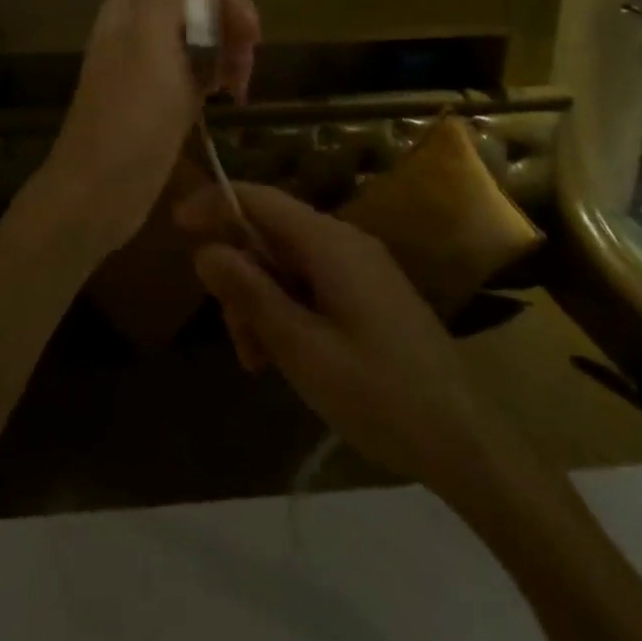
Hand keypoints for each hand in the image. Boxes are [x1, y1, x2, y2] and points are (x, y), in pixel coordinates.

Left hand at [40, 0, 258, 256]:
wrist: (102, 190)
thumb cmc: (128, 112)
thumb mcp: (149, 40)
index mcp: (132, 9)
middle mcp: (143, 31)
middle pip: (197, 2)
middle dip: (230, 13)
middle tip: (253, 39)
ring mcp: (156, 67)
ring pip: (206, 38)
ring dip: (232, 47)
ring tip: (245, 78)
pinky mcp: (167, 99)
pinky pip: (204, 71)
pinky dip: (224, 74)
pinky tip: (236, 93)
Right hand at [176, 182, 499, 491]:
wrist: (465, 441)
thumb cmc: (378, 393)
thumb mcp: (301, 348)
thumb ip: (250, 293)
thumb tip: (205, 249)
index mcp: (329, 243)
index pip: (260, 199)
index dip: (215, 203)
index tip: (176, 225)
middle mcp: (344, 241)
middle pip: (271, 235)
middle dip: (241, 276)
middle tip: (235, 337)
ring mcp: (361, 266)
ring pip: (289, 264)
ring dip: (262, 301)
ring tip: (258, 361)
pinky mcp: (370, 293)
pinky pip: (313, 283)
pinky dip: (289, 310)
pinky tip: (285, 355)